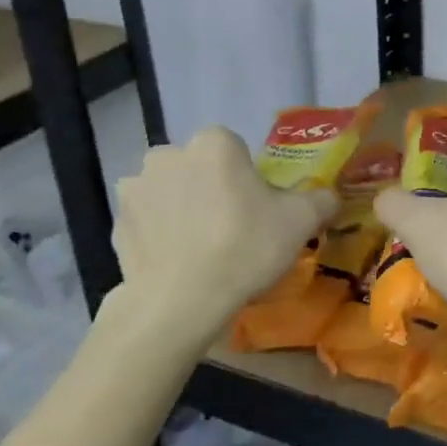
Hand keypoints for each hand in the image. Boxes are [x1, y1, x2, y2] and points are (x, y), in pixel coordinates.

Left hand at [111, 125, 335, 325]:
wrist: (180, 302)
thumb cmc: (244, 248)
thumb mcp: (300, 222)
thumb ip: (321, 199)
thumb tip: (330, 195)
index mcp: (213, 143)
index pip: (235, 149)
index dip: (248, 179)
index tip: (256, 210)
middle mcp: (168, 154)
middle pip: (199, 167)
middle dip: (211, 189)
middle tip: (231, 230)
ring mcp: (136, 187)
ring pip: (170, 192)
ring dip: (181, 209)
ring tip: (199, 250)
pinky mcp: (116, 222)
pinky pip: (147, 220)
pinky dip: (159, 234)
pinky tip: (176, 262)